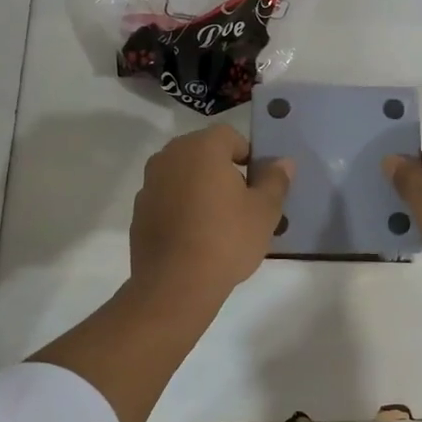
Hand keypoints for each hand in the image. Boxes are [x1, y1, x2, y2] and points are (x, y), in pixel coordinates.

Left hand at [129, 123, 293, 303]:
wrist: (175, 285)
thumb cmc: (227, 239)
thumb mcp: (265, 211)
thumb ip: (275, 180)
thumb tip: (283, 163)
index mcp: (202, 148)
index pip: (229, 136)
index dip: (248, 155)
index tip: (257, 184)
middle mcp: (170, 157)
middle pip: (203, 152)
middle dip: (223, 169)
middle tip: (241, 202)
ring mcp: (149, 184)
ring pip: (182, 175)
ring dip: (200, 187)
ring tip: (218, 221)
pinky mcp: (138, 211)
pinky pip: (167, 198)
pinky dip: (181, 207)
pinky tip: (195, 236)